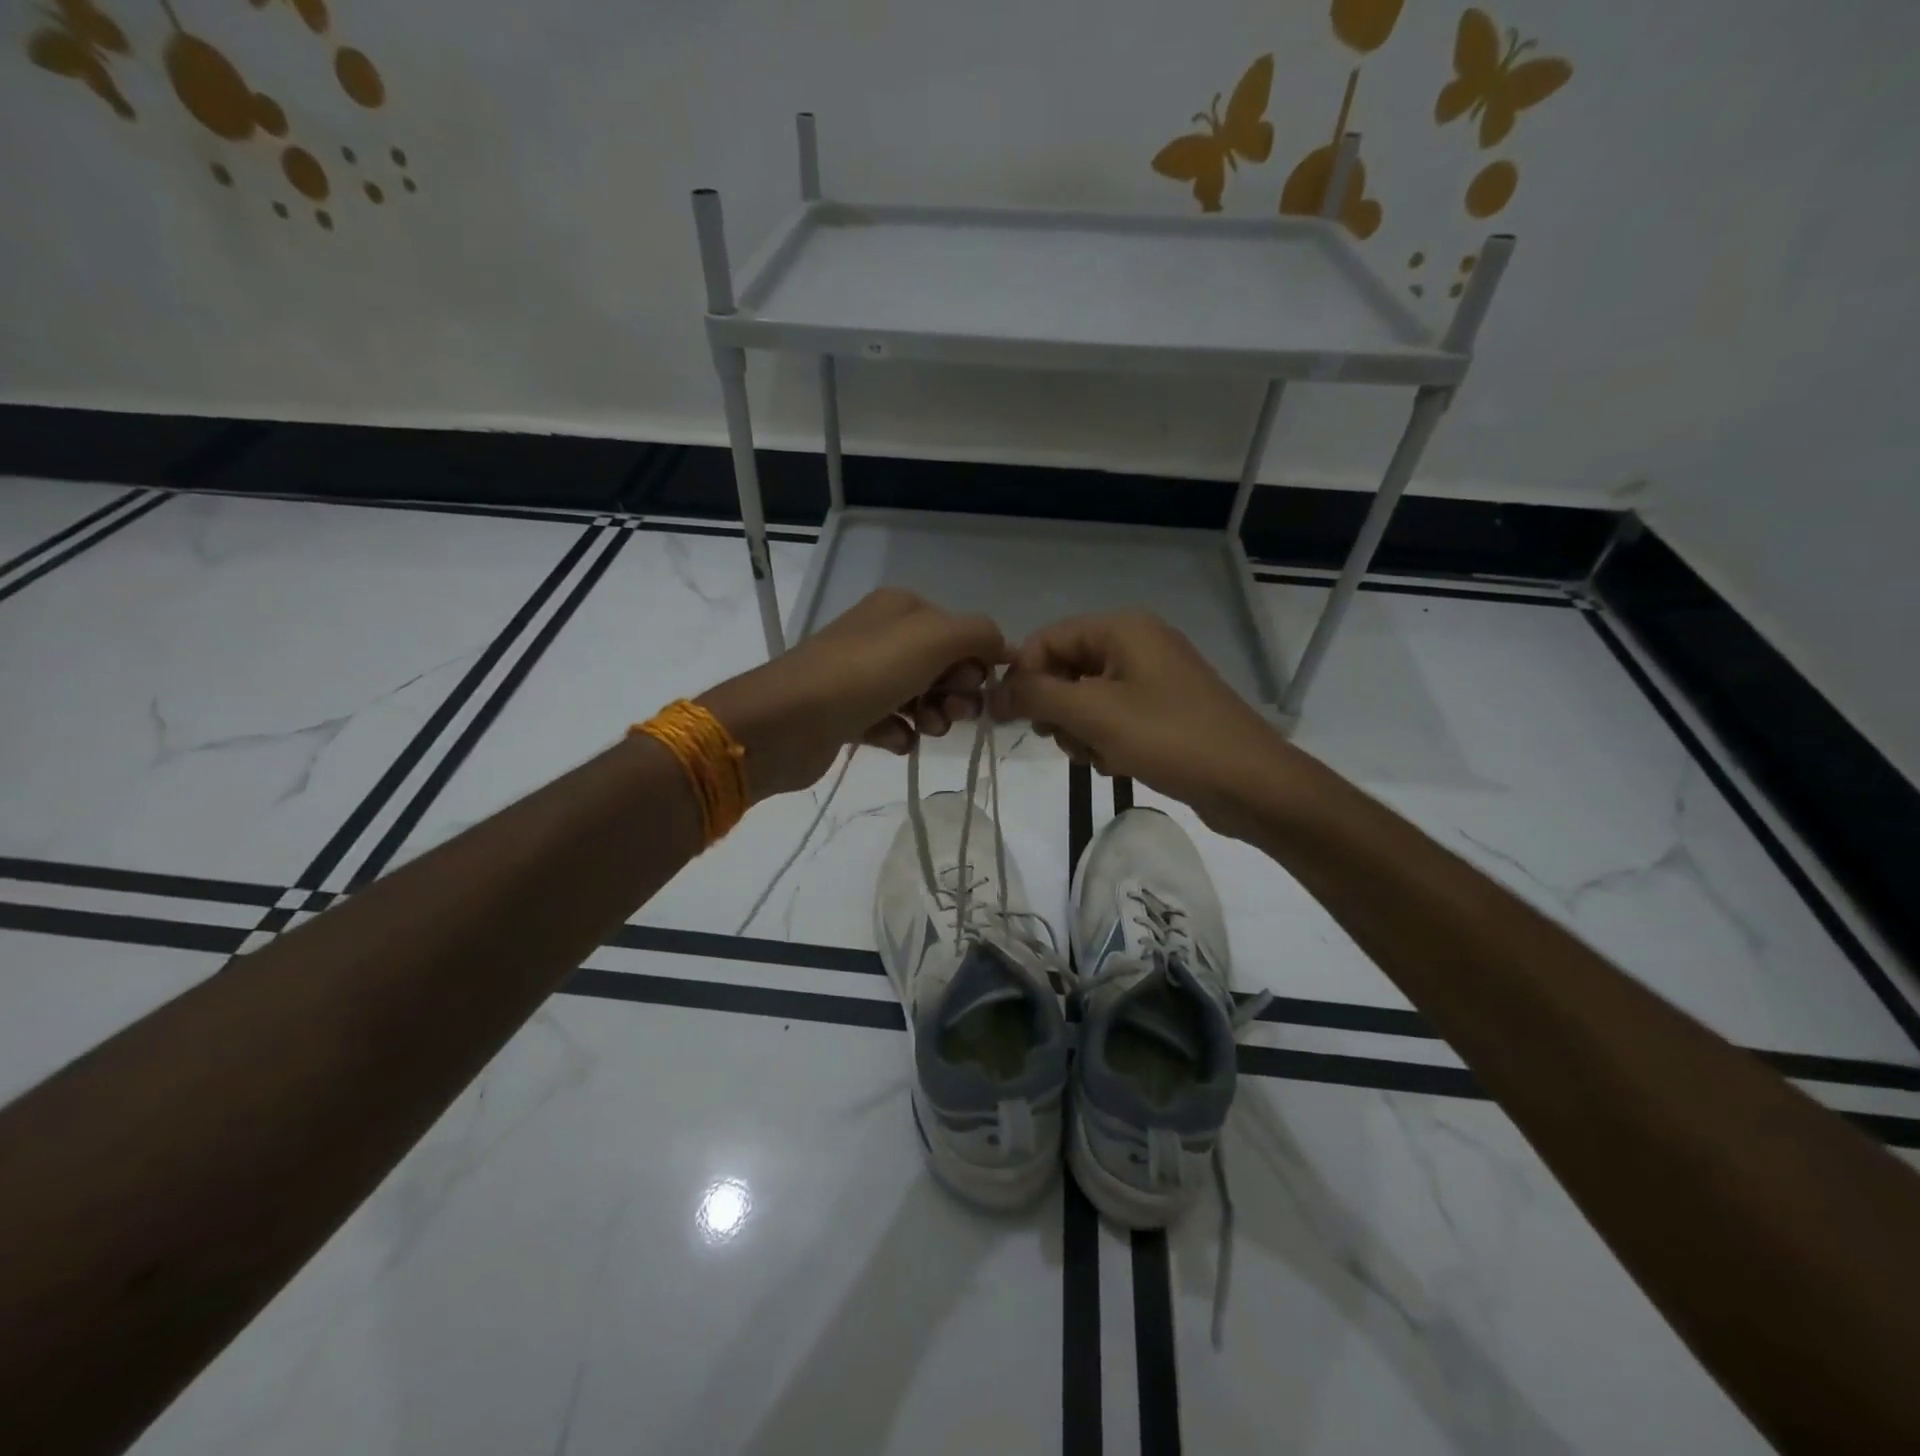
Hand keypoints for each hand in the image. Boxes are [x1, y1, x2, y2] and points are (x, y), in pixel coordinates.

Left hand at [700, 588, 1004, 799]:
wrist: (786, 722)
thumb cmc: (865, 673)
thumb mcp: (934, 639)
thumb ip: (979, 634)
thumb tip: (1003, 646)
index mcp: (902, 608)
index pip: (962, 632)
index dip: (976, 663)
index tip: (974, 687)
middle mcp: (883, 636)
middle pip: (944, 667)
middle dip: (956, 693)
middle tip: (950, 712)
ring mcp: (863, 675)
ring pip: (921, 697)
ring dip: (933, 716)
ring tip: (923, 729)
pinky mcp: (849, 713)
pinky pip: (892, 723)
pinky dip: (899, 734)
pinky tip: (894, 741)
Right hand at [987, 612, 1295, 832]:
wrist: (1250, 783)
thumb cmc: (1168, 738)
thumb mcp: (1093, 714)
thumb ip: (1035, 695)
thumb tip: (992, 691)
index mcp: (1122, 629)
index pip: (1047, 639)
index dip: (1023, 677)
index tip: (1011, 718)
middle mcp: (1137, 644)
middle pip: (1066, 669)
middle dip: (1058, 709)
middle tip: (1066, 740)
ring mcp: (1154, 678)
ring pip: (1087, 700)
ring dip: (1081, 732)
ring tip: (1101, 757)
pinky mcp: (1164, 711)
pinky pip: (1114, 718)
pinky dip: (1106, 741)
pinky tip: (1120, 764)